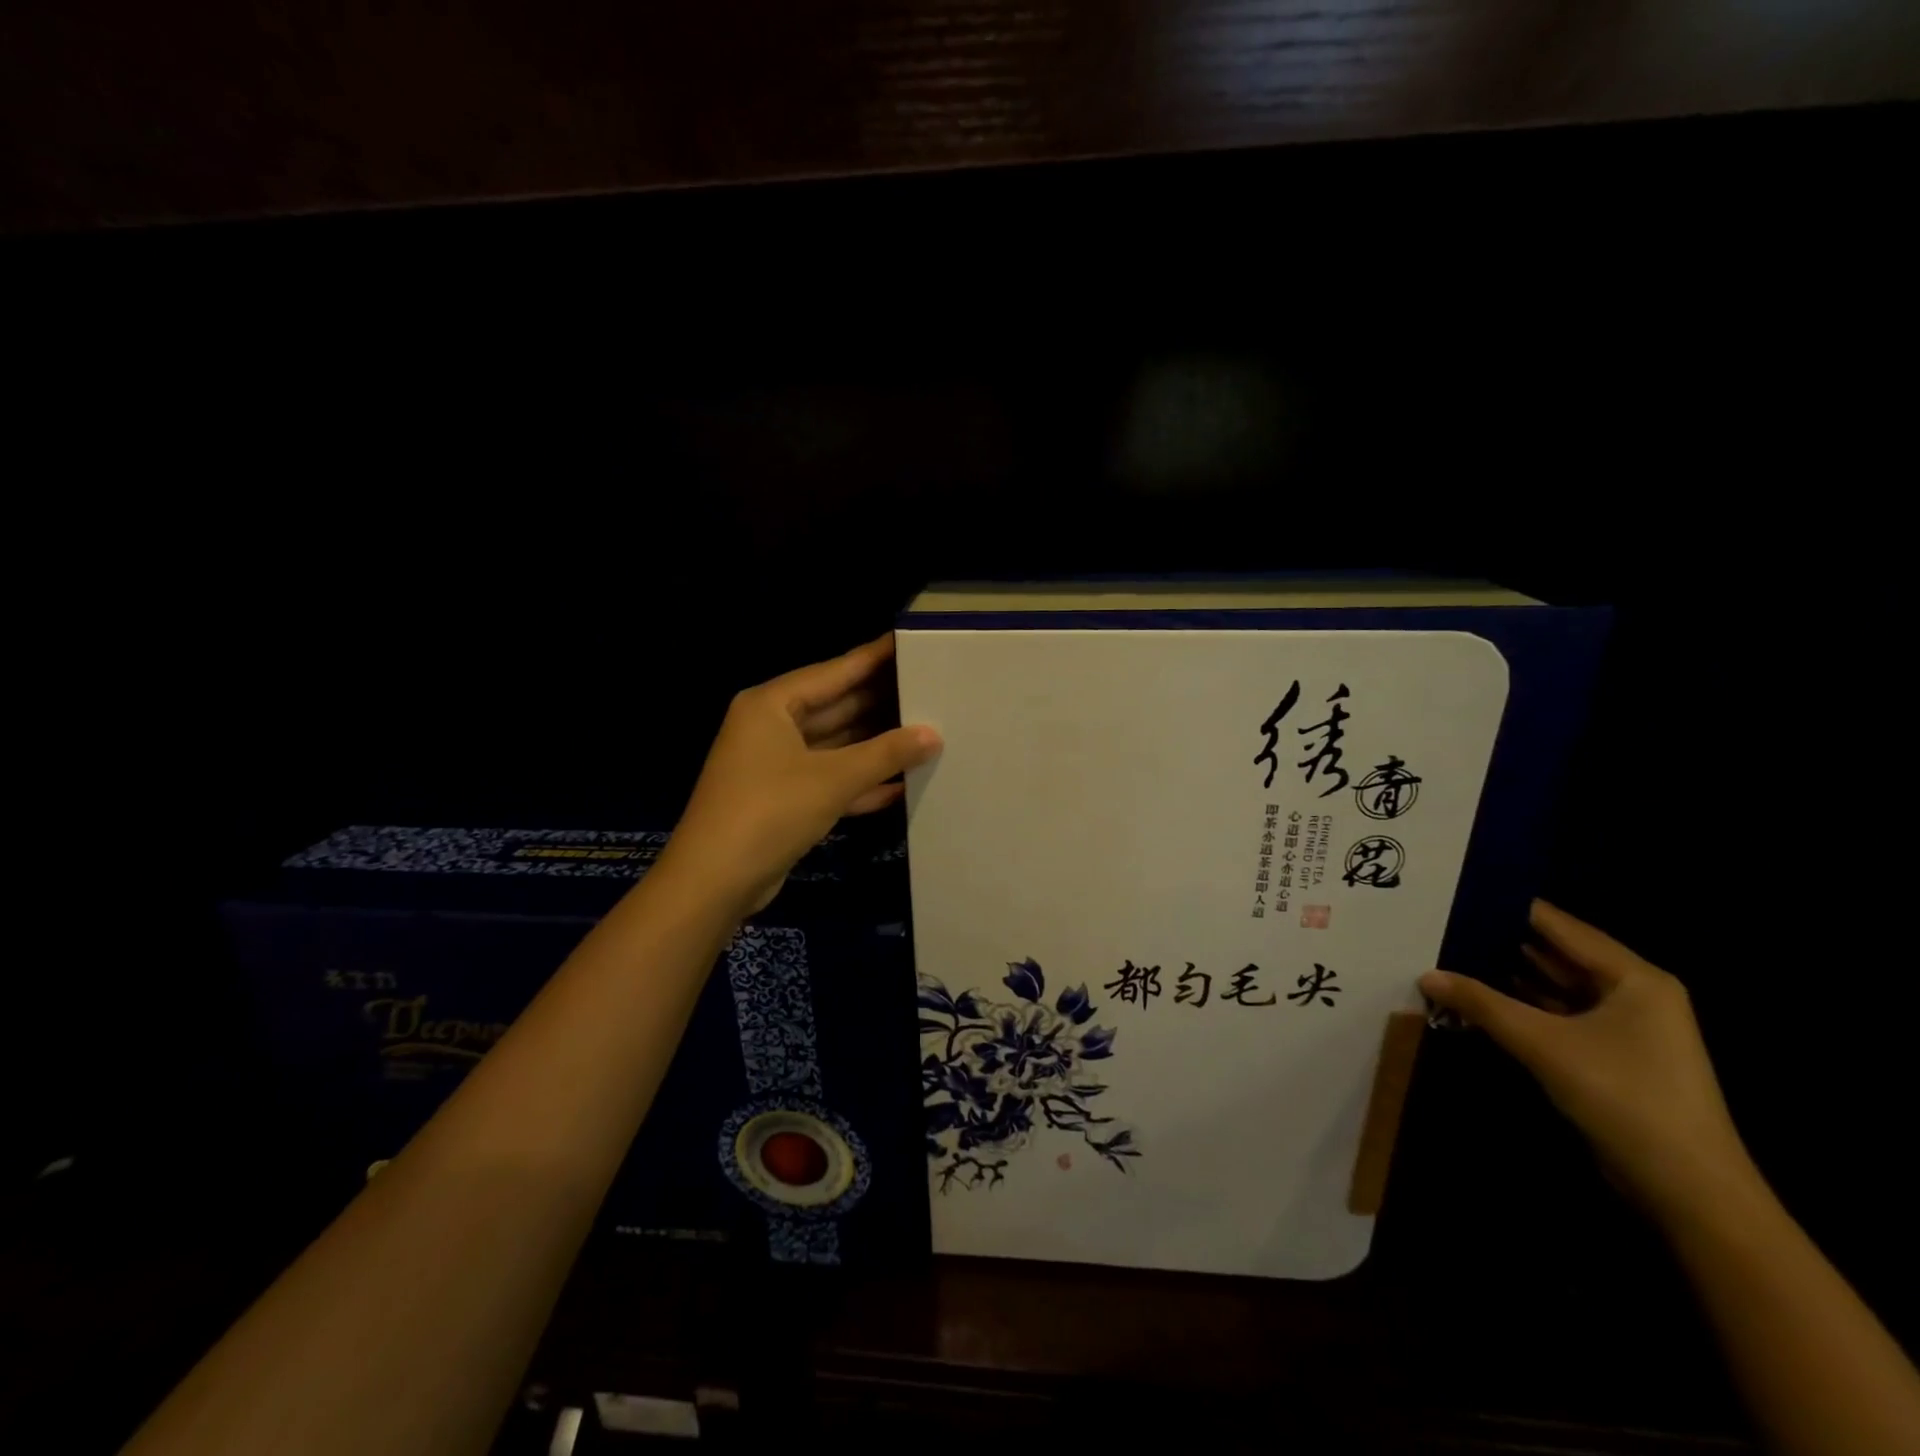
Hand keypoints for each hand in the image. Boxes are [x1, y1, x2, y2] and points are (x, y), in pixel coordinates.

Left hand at [659, 634, 941, 916]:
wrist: (714, 882)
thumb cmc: (770, 811)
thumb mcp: (833, 779)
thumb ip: (886, 753)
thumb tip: (933, 735)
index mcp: (772, 704)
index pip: (834, 672)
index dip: (874, 659)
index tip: (909, 643)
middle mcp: (771, 726)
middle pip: (835, 707)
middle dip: (880, 703)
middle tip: (930, 689)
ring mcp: (775, 764)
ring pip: (835, 745)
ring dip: (875, 745)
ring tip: (925, 732)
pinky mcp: (783, 798)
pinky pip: (829, 778)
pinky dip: (860, 781)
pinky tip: (901, 784)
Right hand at [1420, 901, 1756, 1227]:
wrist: (1690, 1192)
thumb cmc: (1624, 1098)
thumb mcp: (1543, 1044)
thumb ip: (1482, 1003)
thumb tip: (1426, 974)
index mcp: (1633, 977)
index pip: (1559, 926)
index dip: (1509, 907)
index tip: (1457, 892)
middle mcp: (1633, 993)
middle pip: (1556, 954)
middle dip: (1501, 942)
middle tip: (1441, 923)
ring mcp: (1624, 1028)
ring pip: (1554, 987)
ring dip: (1506, 977)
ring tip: (1448, 954)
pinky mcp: (1610, 1057)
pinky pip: (1557, 1016)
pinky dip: (1520, 1008)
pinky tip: (1476, 1000)